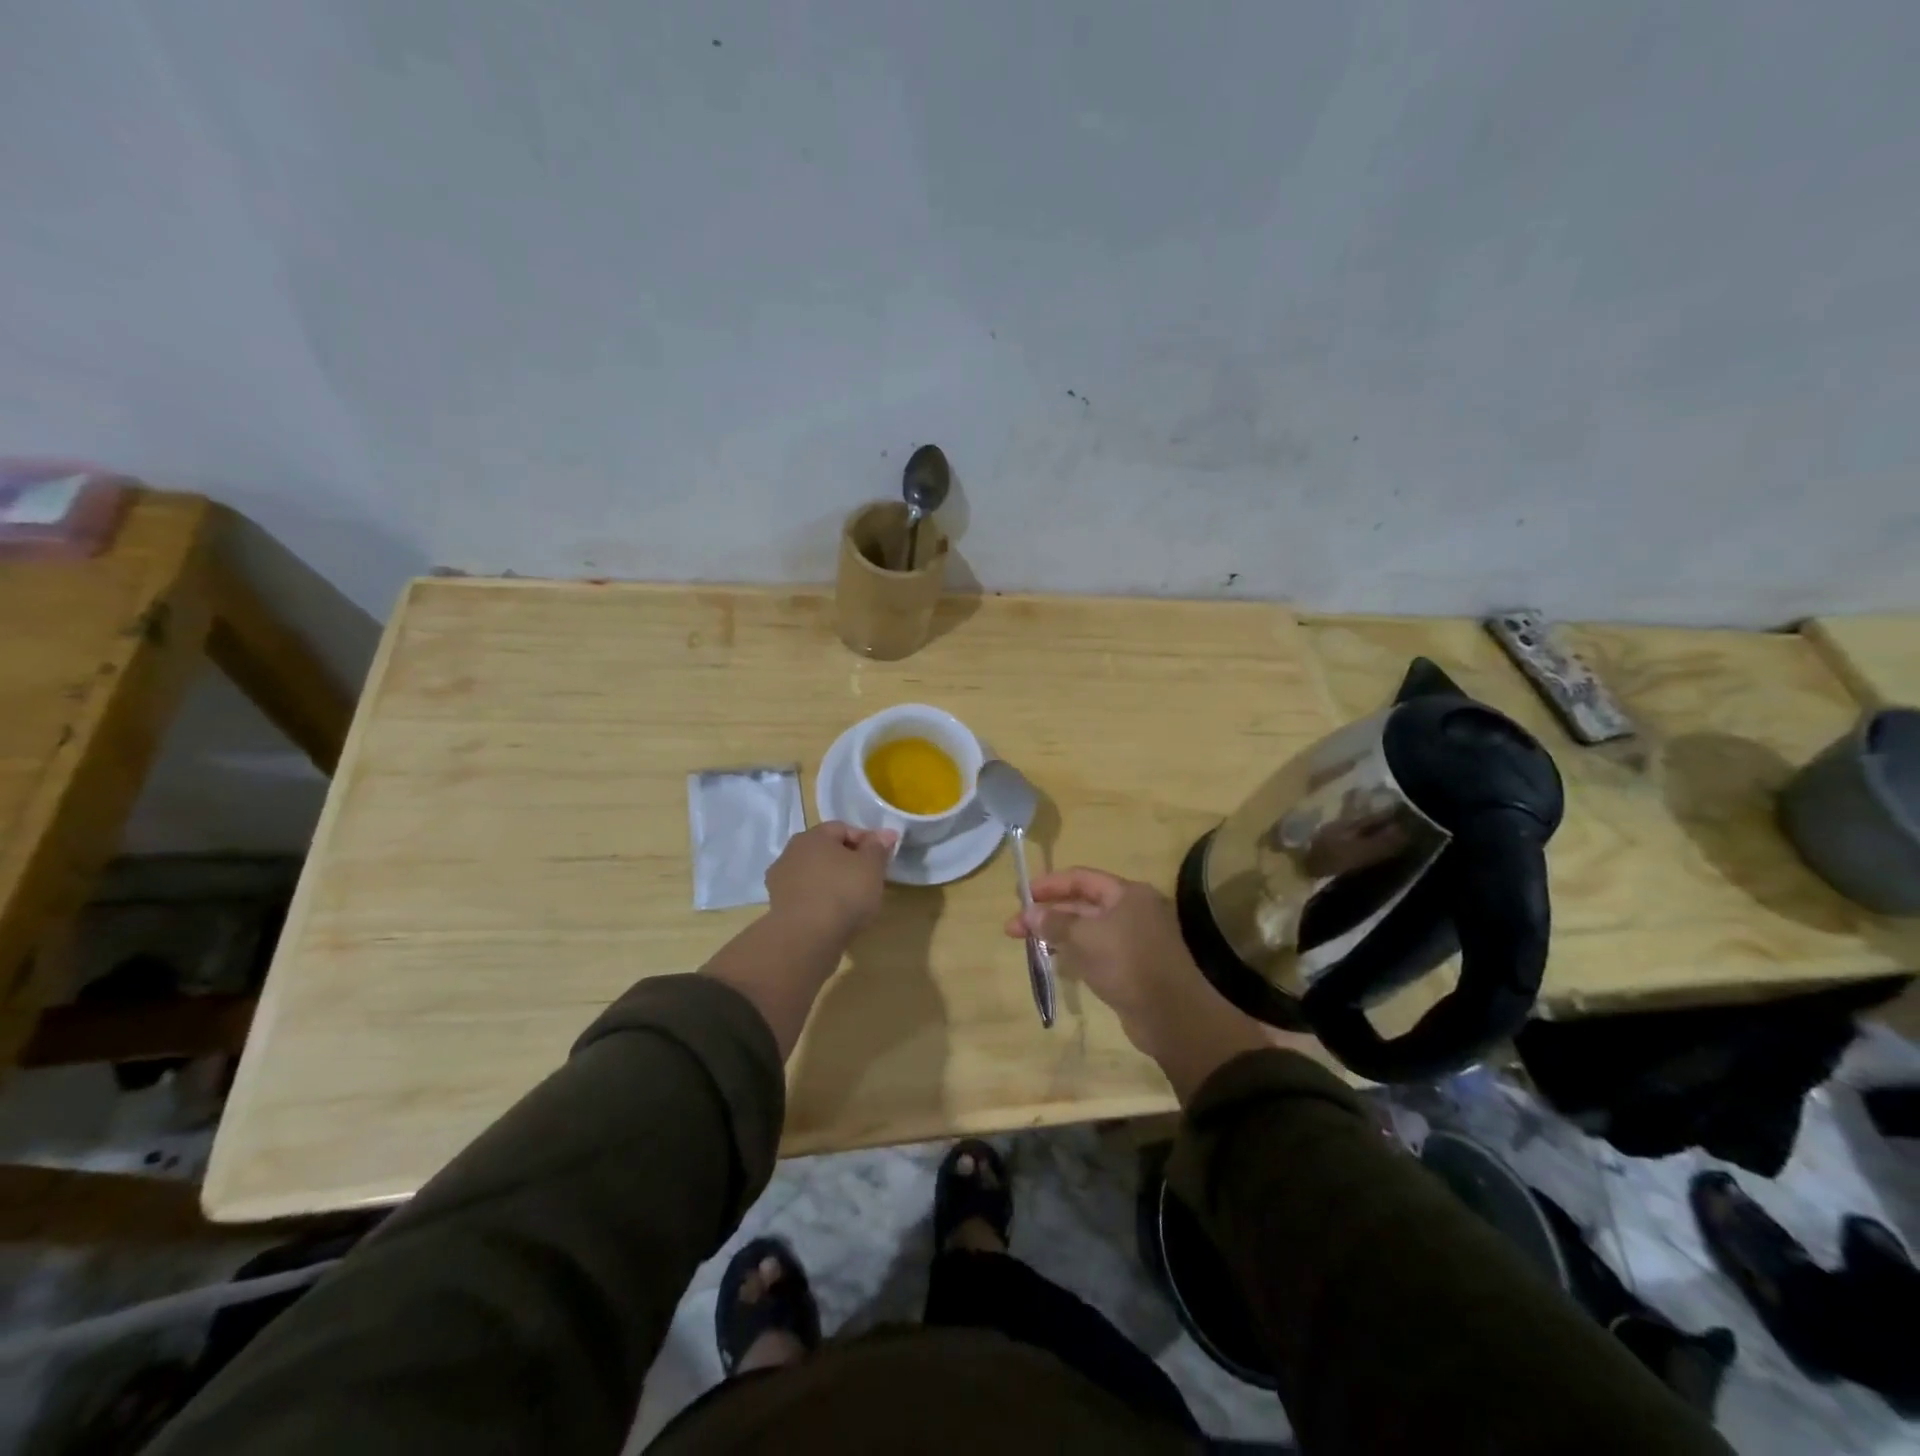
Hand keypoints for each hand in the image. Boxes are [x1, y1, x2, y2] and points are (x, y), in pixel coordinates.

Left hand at [766, 821, 897, 940]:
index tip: (882, 859)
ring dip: (833, 882)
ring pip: (815, 875)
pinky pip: (807, 897)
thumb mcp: (871, 867)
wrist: (806, 939)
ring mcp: (780, 882)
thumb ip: (878, 847)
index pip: (843, 828)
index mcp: (812, 836)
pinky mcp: (778, 909)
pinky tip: (835, 916)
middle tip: (870, 879)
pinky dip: (821, 902)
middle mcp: (790, 853)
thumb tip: (885, 833)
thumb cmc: (843, 893)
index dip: (866, 841)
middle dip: (848, 861)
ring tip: (854, 901)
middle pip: (826, 851)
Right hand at [1005, 867, 1294, 1099]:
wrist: (1172, 1016)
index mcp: (1128, 893)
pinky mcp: (1132, 966)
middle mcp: (1133, 910)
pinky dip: (1074, 952)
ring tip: (1027, 942)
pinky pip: (1096, 950)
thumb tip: (1029, 913)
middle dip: (1048, 913)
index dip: (1049, 884)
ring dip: (1058, 933)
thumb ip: (1055, 922)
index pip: (1081, 878)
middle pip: (1083, 903)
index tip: (1020, 894)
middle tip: (1014, 927)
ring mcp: (1134, 939)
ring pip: (1088, 929)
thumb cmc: (1128, 963)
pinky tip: (1054, 960)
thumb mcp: (1085, 937)